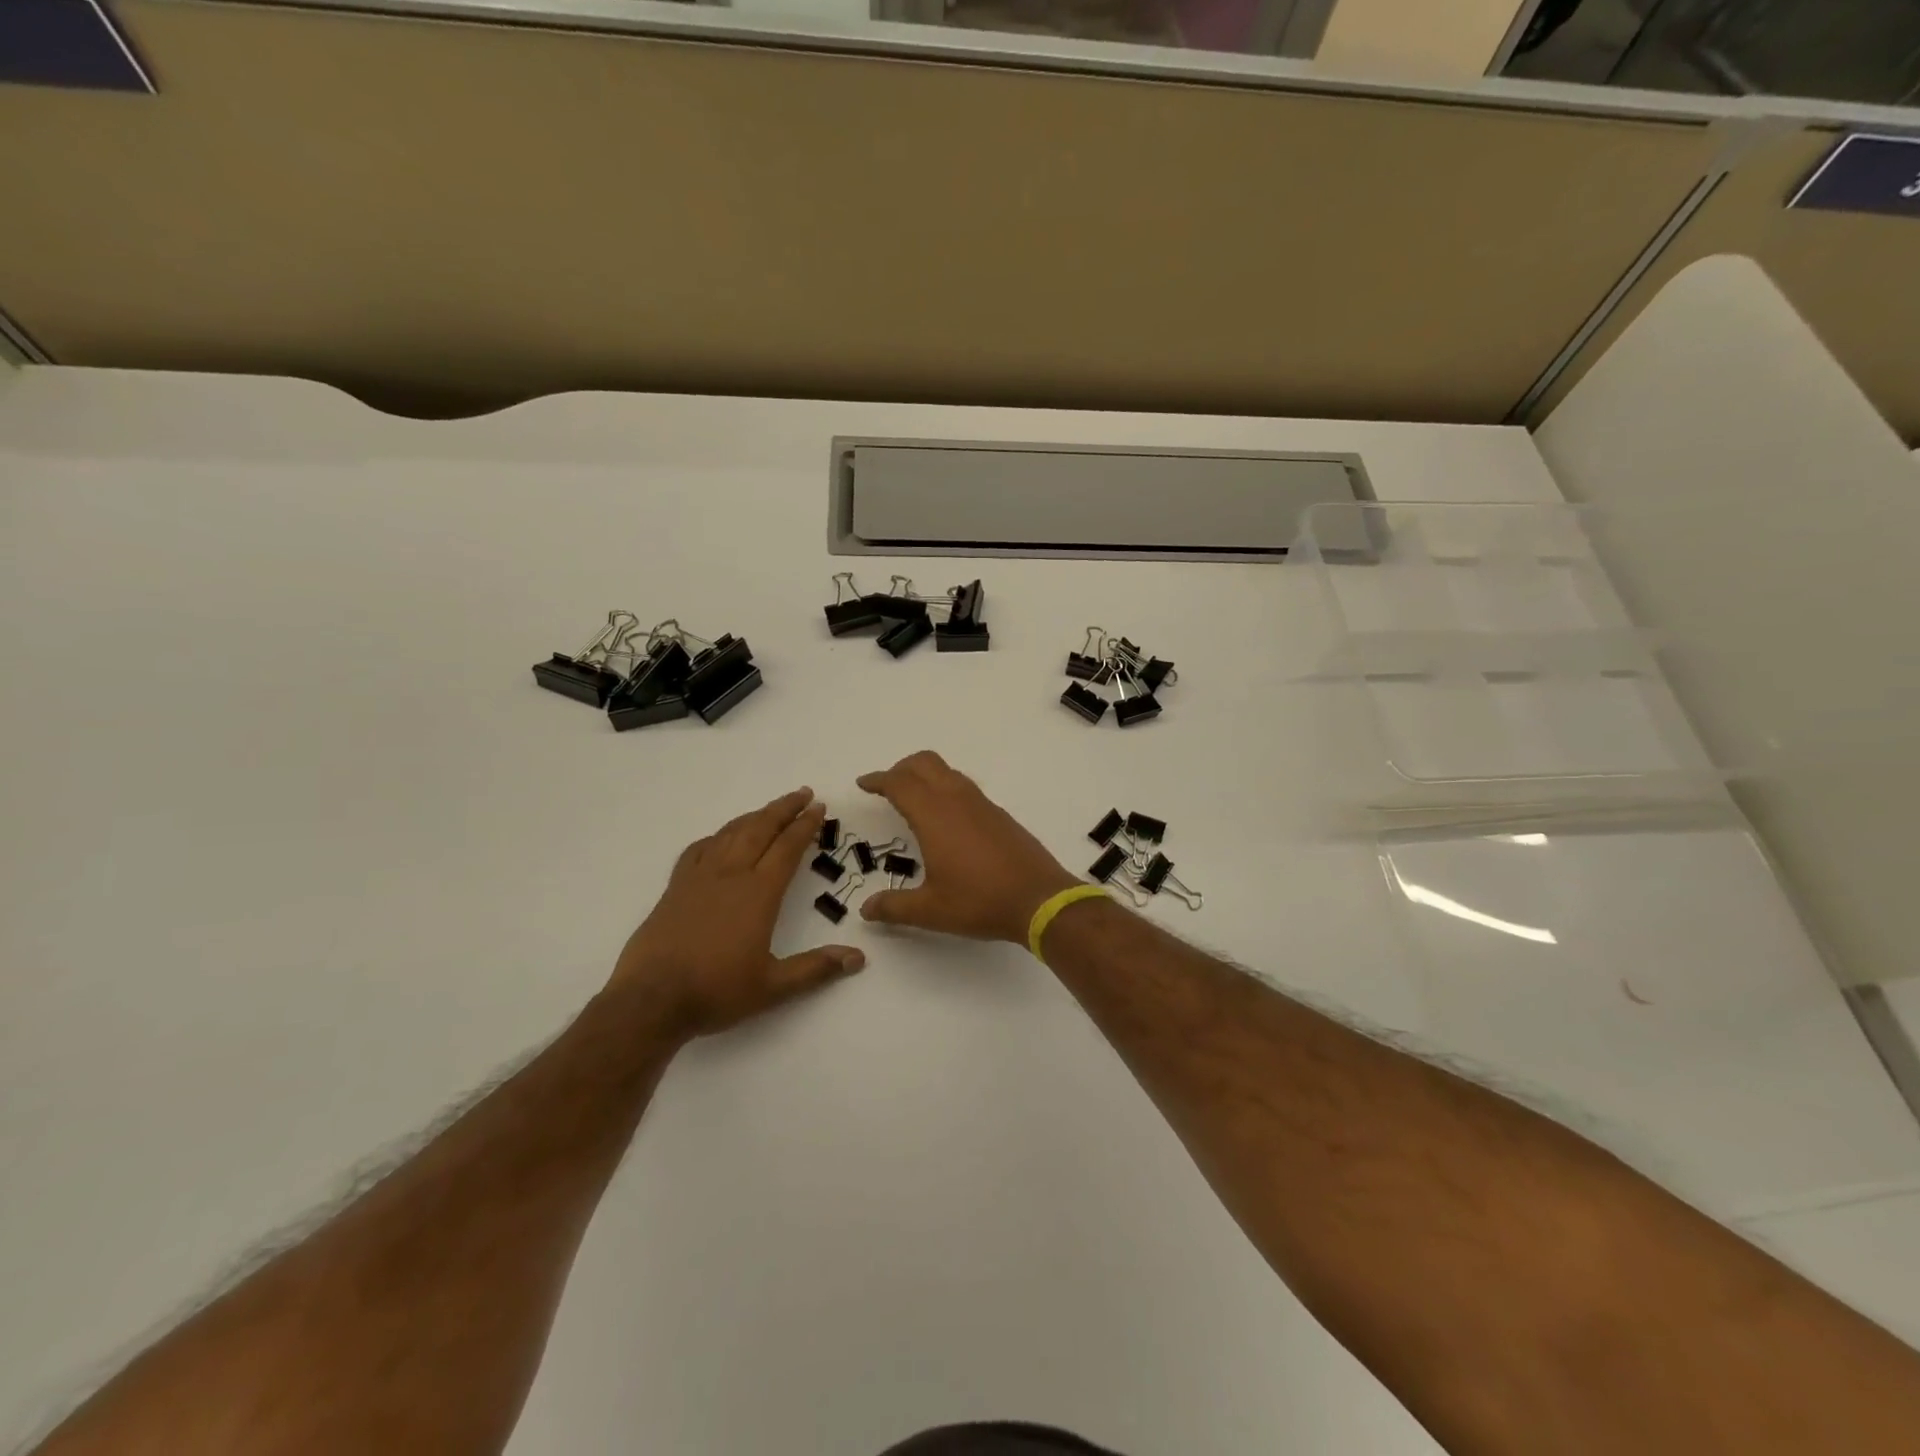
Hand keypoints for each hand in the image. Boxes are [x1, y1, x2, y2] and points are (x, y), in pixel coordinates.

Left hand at [611, 788, 864, 1038]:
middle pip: (761, 829)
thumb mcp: (773, 987)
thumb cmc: (716, 991)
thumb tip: (858, 958)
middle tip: (803, 793)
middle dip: (784, 808)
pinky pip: (699, 849)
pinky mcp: (675, 887)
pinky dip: (716, 837)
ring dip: (754, 816)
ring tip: (770, 809)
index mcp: (758, 893)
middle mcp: (730, 875)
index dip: (805, 826)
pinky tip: (720, 839)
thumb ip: (816, 968)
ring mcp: (699, 878)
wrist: (651, 999)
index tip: (819, 807)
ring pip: (731, 833)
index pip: (788, 848)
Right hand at [856, 751, 1079, 943]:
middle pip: (924, 763)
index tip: (864, 784)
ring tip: (913, 799)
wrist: (1039, 899)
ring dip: (925, 776)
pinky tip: (947, 819)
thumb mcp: (931, 910)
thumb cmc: (980, 901)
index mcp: (934, 815)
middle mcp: (957, 800)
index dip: (878, 780)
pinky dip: (946, 789)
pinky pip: (965, 787)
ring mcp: (981, 804)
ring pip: (947, 771)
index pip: (899, 783)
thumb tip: (867, 909)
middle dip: (901, 769)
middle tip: (886, 788)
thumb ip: (894, 907)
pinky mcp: (998, 814)